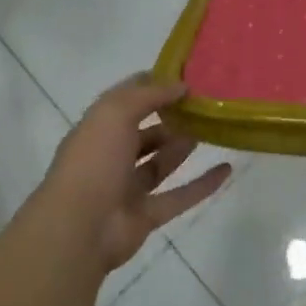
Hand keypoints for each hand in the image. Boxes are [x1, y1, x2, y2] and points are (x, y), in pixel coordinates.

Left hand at [35, 74, 231, 274]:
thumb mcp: (115, 113)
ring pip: (160, 163)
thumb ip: (148, 94)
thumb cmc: (93, 162)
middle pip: (144, 133)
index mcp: (97, 130)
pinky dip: (203, 185)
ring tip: (212, 128)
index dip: (152, 86)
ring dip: (183, 146)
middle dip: (169, 118)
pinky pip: (179, 196)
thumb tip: (181, 84)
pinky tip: (227, 169)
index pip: (126, 101)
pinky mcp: (146, 216)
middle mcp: (110, 157)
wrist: (79, 230)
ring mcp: (127, 189)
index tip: (184, 75)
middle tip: (203, 104)